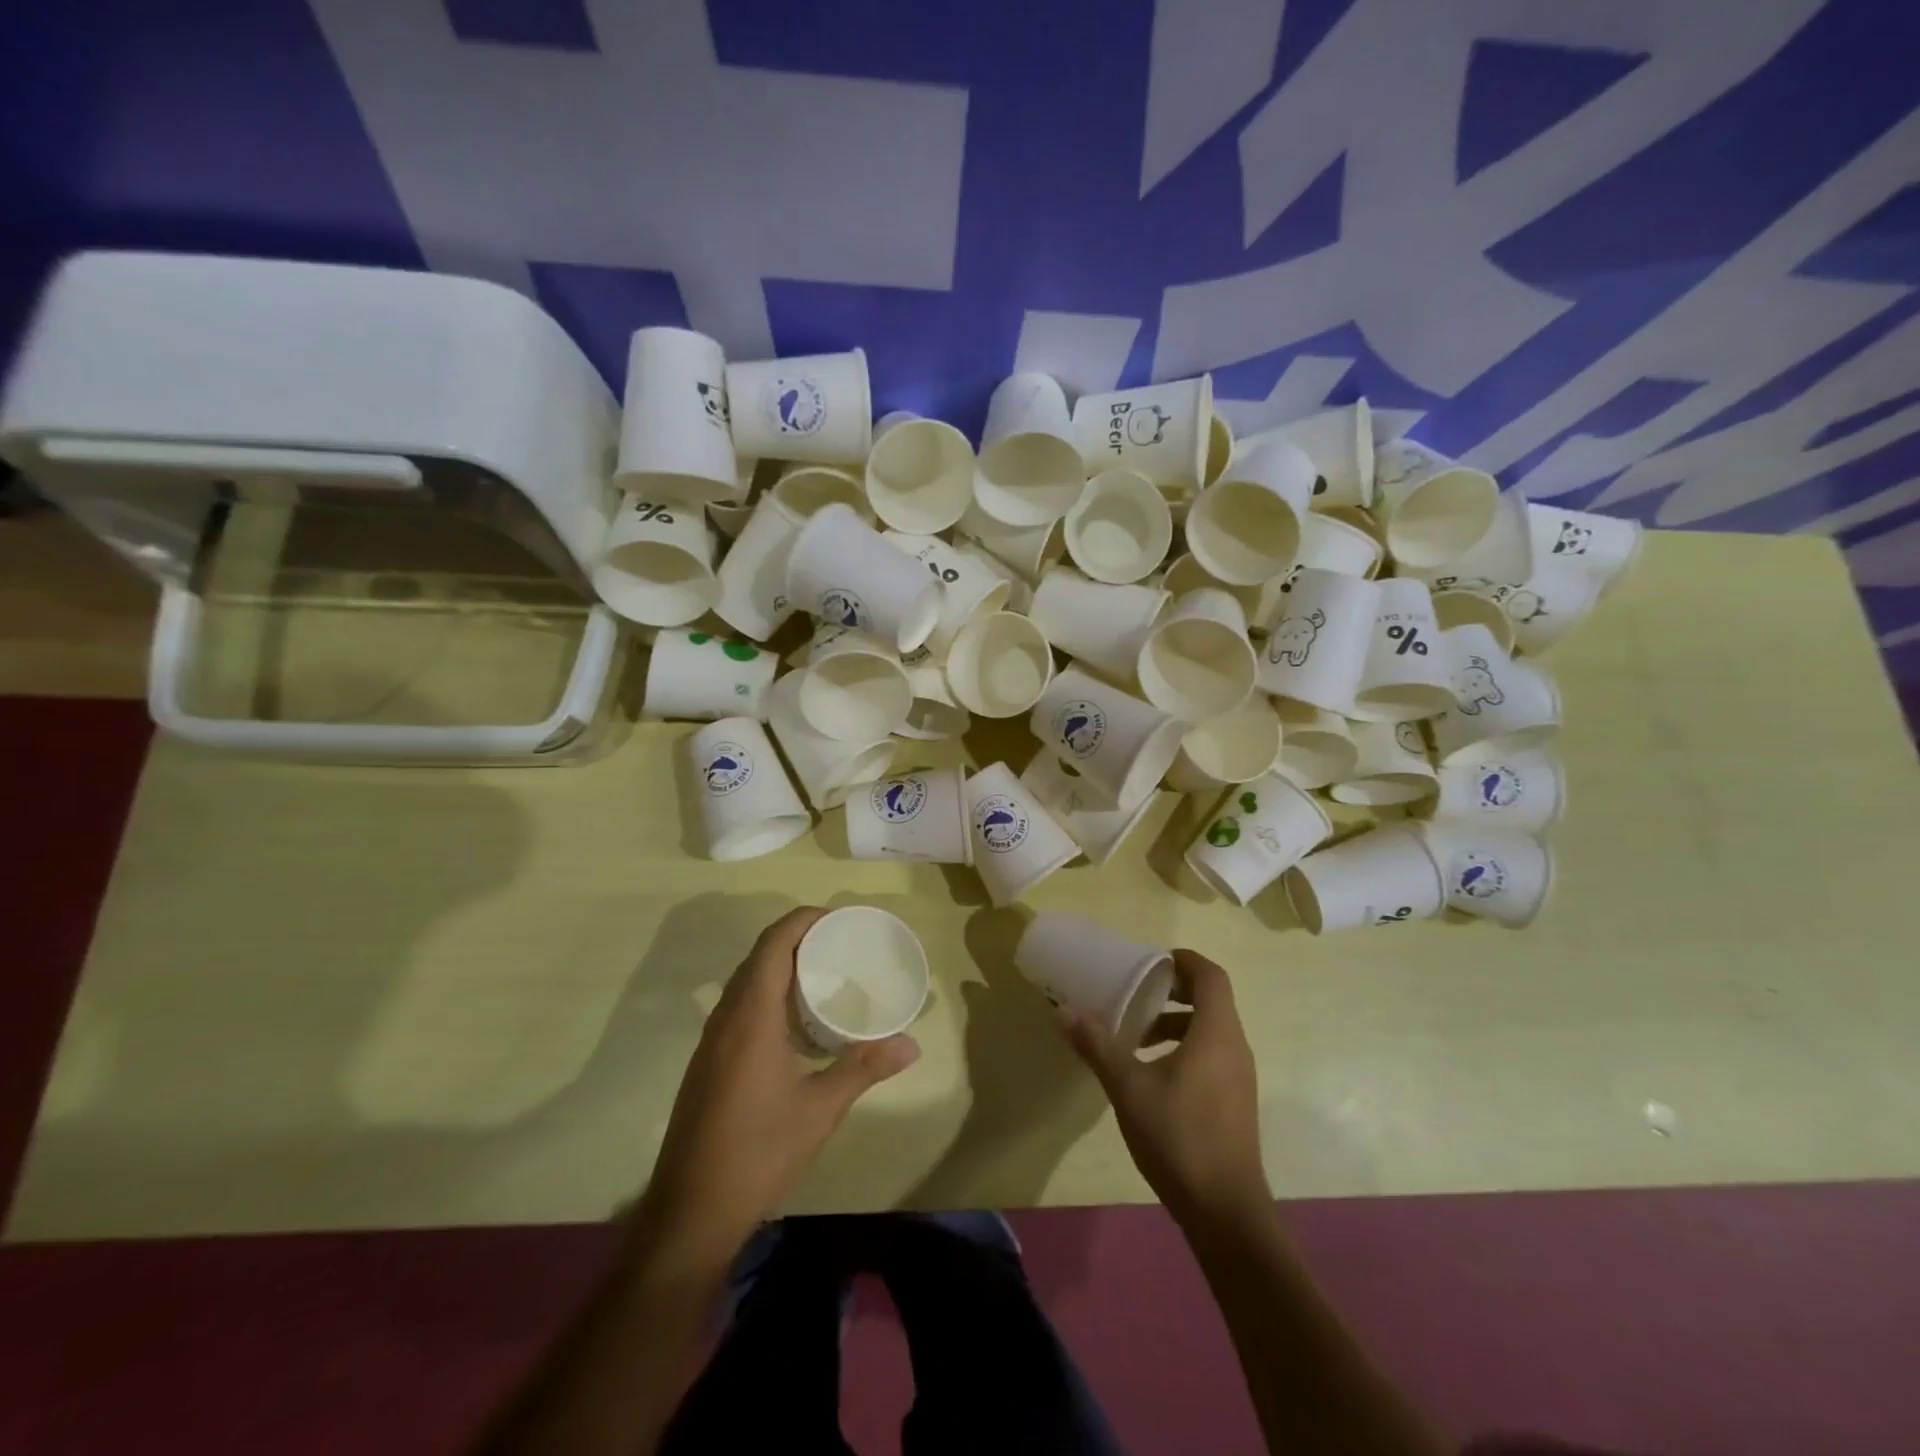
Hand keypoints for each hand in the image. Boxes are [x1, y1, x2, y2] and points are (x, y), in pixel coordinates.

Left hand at [634, 907, 918, 1261]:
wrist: (691, 1211)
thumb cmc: (758, 1151)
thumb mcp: (820, 1109)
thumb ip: (864, 1068)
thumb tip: (912, 1043)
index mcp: (750, 1015)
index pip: (774, 943)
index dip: (804, 920)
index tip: (840, 919)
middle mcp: (726, 1017)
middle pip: (759, 956)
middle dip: (798, 939)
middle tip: (842, 944)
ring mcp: (712, 1041)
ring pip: (746, 982)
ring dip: (781, 967)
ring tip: (825, 974)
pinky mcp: (708, 1062)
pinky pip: (740, 1006)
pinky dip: (768, 994)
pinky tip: (796, 1023)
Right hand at [1059, 949, 1268, 1227]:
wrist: (1226, 1212)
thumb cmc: (1179, 1137)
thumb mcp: (1128, 1087)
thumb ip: (1098, 1045)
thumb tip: (1064, 1010)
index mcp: (1217, 1033)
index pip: (1211, 976)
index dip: (1183, 961)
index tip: (1151, 961)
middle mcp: (1235, 1047)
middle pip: (1212, 1000)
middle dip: (1173, 991)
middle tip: (1136, 993)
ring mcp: (1239, 1077)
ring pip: (1211, 1030)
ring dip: (1176, 1023)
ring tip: (1136, 1037)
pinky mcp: (1235, 1102)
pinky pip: (1212, 1055)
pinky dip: (1184, 1048)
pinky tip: (1152, 1074)